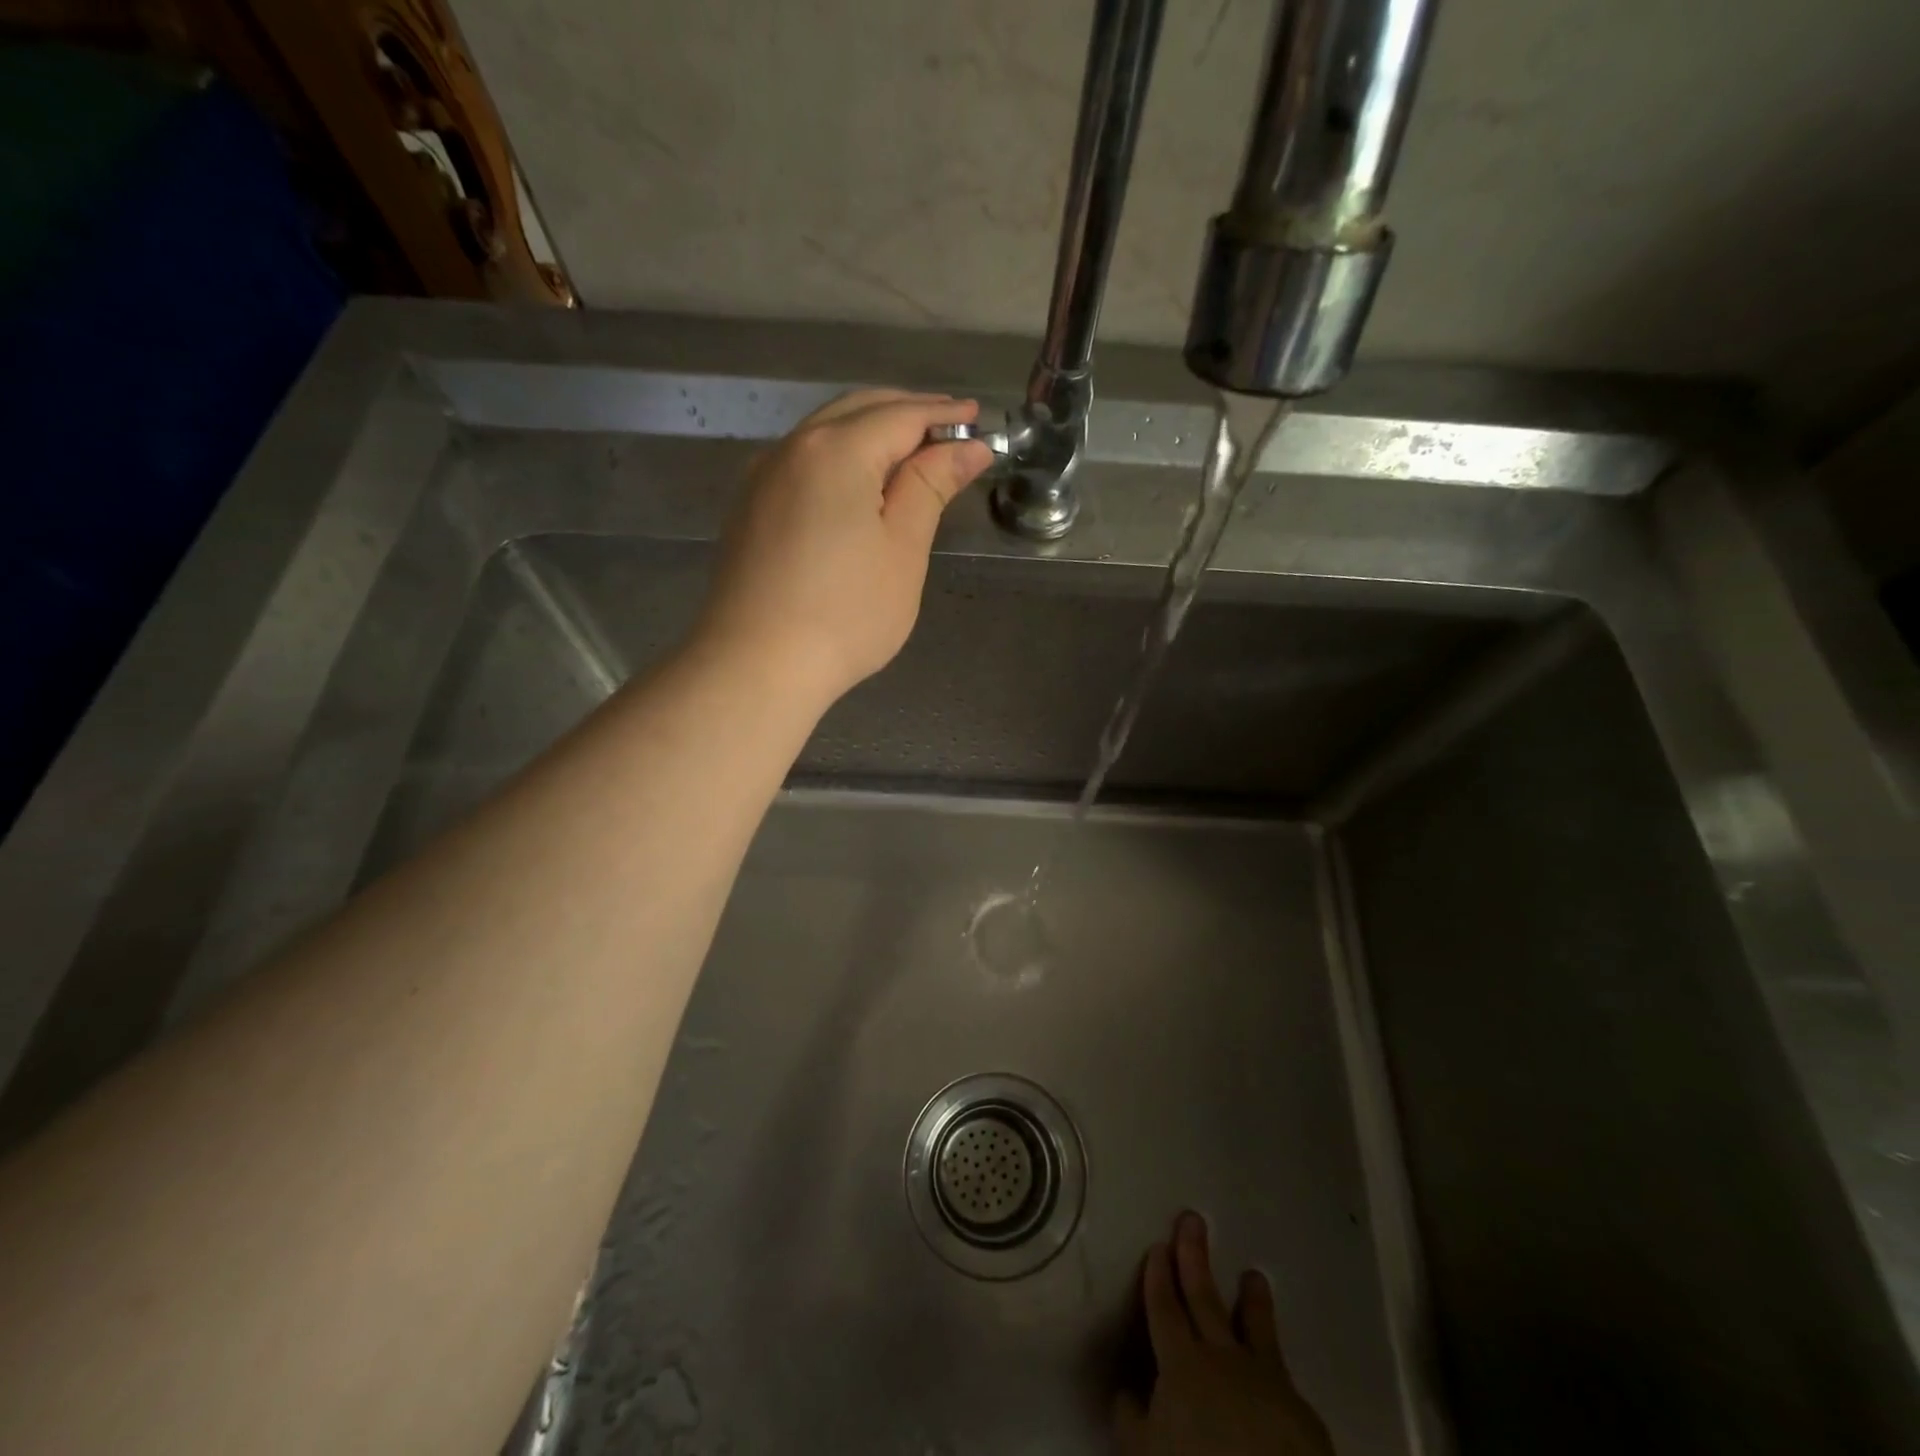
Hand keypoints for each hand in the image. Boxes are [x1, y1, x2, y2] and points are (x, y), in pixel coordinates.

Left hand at [695, 389, 993, 708]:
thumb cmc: (845, 614)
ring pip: (825, 433)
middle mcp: (792, 448)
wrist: (755, 666)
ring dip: (870, 431)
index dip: (943, 414)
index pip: (901, 415)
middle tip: (950, 428)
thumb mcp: (903, 549)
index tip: (977, 417)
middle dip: (906, 412)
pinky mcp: (749, 508)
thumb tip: (968, 447)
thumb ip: (931, 487)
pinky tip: (856, 482)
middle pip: (858, 411)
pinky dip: (839, 456)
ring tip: (910, 452)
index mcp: (836, 450)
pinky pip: (802, 461)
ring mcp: (762, 477)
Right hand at [1116, 1213, 1334, 1455]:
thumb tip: (1126, 1393)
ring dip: (1252, 1301)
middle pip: (1205, 1299)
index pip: (1164, 1309)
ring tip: (1255, 1275)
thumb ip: (1132, 1419)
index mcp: (1181, 1363)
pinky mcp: (1302, 1410)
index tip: (1158, 1245)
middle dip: (1194, 1257)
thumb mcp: (1145, 1452)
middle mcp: (1222, 1358)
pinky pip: (1283, 1375)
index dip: (1158, 1276)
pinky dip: (1274, 1361)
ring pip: (1255, 1329)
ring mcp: (1265, 1380)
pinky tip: (1276, 1363)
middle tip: (1193, 1219)